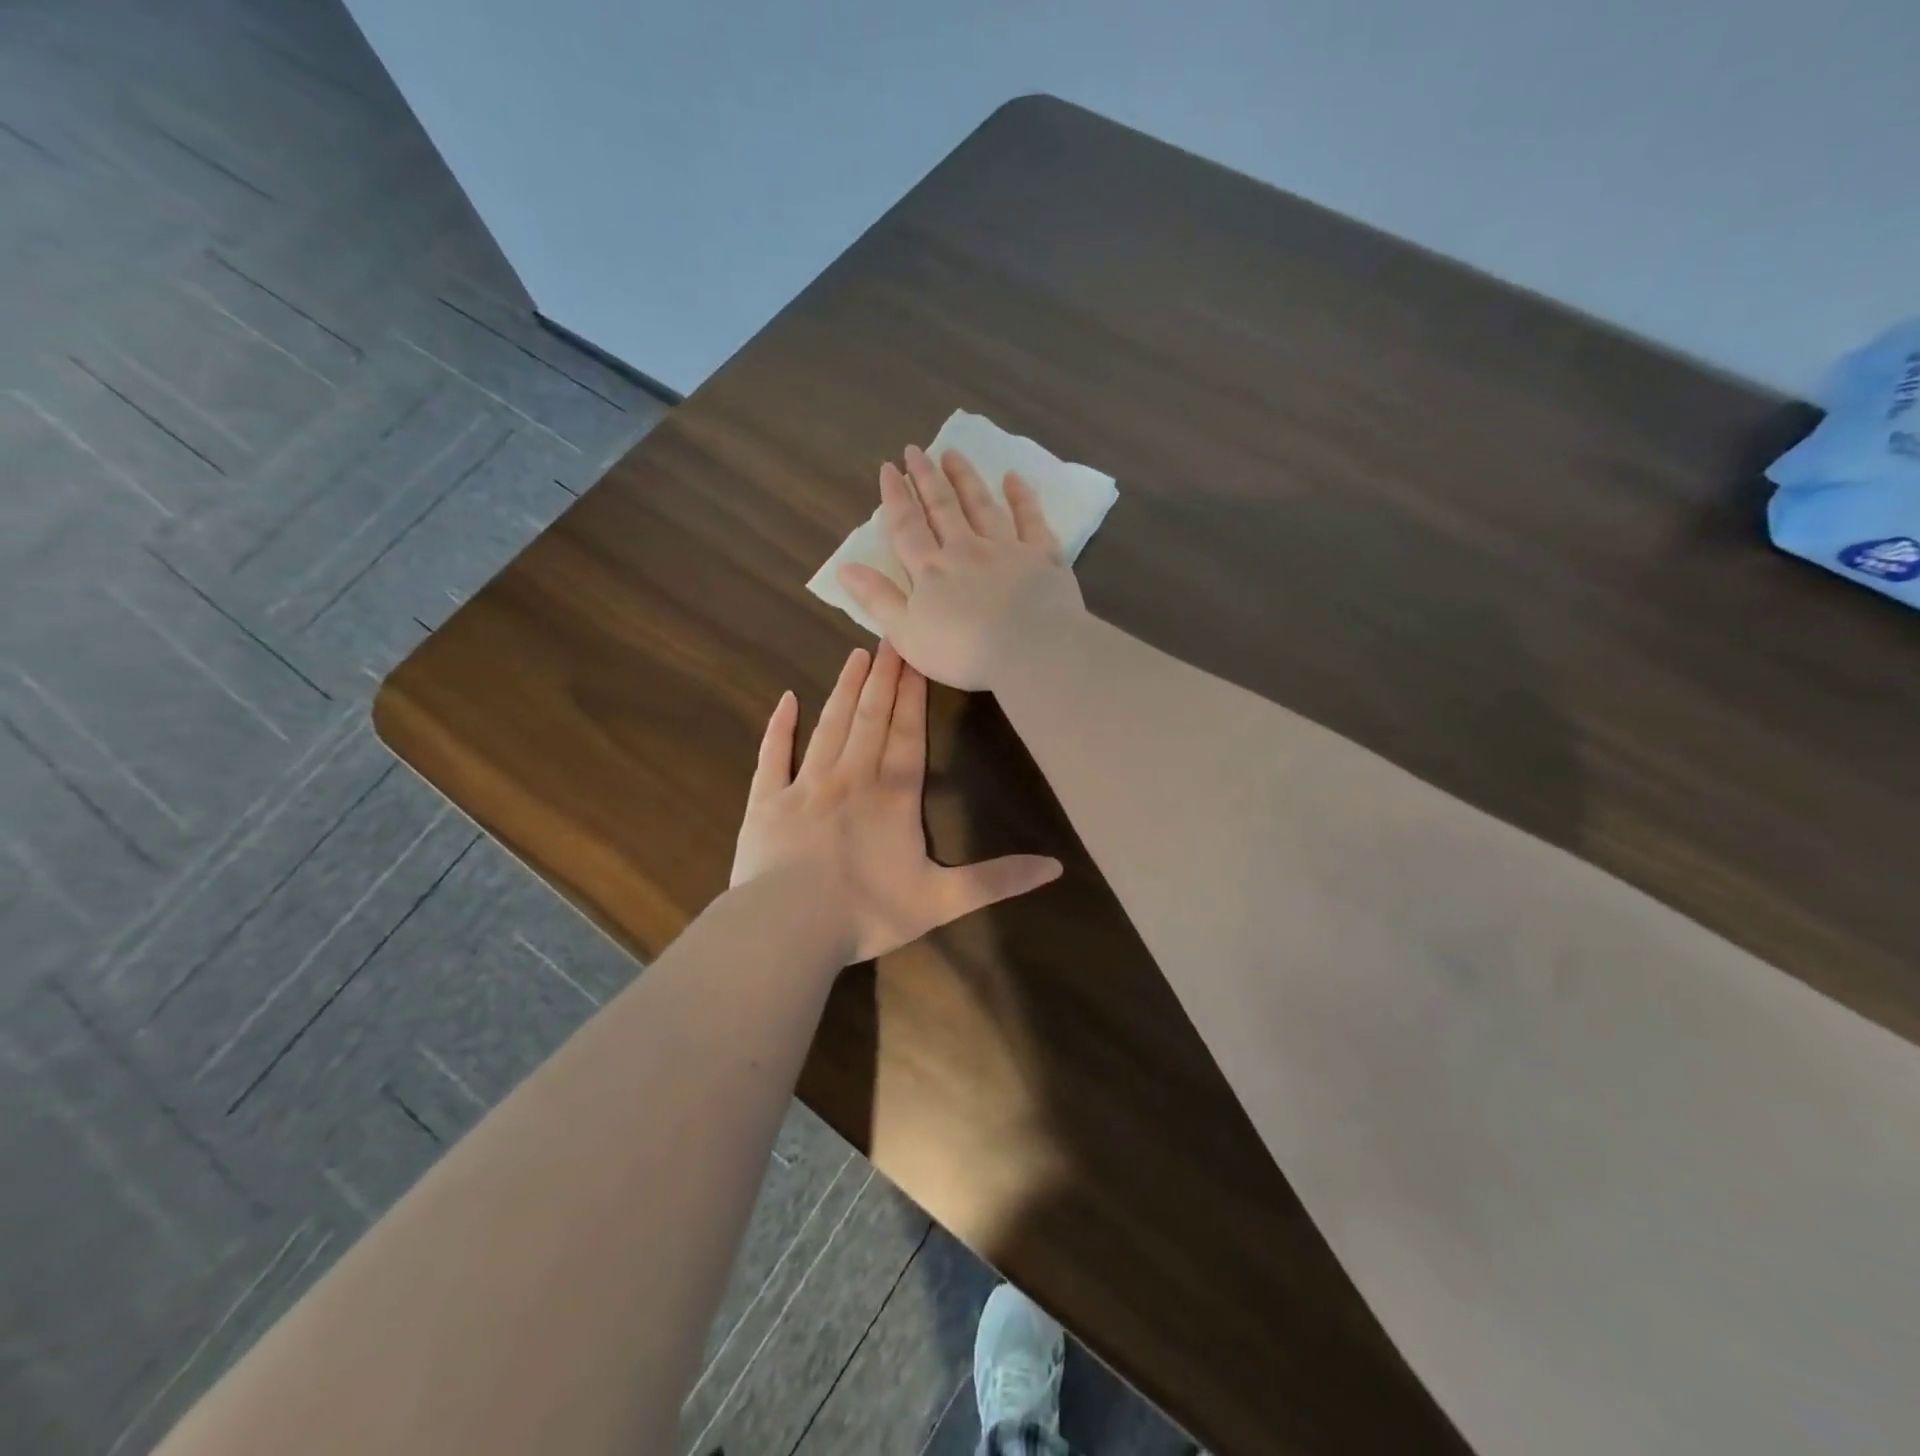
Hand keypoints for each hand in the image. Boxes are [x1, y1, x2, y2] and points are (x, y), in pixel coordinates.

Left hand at [730, 642, 1061, 962]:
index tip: (916, 655)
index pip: (907, 733)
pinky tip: (786, 700)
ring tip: (855, 655)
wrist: (788, 929)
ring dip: (844, 690)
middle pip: (870, 717)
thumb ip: (997, 880)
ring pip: (829, 725)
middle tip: (889, 636)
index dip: (913, 694)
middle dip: (882, 676)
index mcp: (893, 796)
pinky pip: (774, 755)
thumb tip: (1056, 867)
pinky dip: (780, 727)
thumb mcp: (942, 901)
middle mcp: (851, 778)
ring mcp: (805, 785)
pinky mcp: (767, 801)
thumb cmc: (867, 913)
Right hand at [836, 445, 1085, 690]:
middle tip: (915, 449)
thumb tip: (844, 568)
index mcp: (931, 570)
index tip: (888, 468)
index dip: (896, 497)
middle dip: (926, 477)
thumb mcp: (906, 634)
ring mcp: (1006, 549)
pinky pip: (1030, 519)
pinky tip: (1013, 478)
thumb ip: (877, 599)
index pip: (907, 527)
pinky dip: (1021, 497)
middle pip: (943, 507)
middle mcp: (966, 550)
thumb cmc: (963, 651)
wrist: (1030, 650)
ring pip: (982, 505)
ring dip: (965, 478)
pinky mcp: (1042, 556)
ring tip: (952, 454)